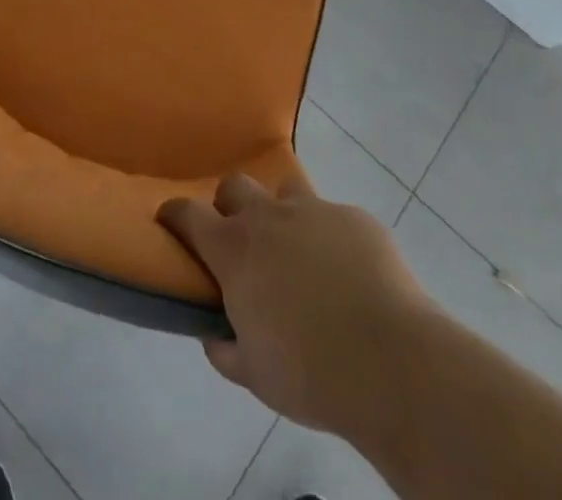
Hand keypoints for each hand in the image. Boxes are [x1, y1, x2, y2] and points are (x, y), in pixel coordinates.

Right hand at [159, 173, 433, 439]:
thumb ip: (226, 348)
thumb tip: (215, 335)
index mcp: (235, 250)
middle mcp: (269, 217)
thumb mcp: (254, 374)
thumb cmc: (310, 373)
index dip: (175, 214)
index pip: (189, 214)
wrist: (391, 362)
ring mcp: (315, 210)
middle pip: (235, 186)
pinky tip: (346, 273)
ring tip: (296, 249)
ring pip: (286, 191)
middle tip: (240, 240)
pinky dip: (330, 238)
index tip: (170, 220)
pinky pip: (333, 217)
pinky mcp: (355, 217)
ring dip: (281, 214)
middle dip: (229, 205)